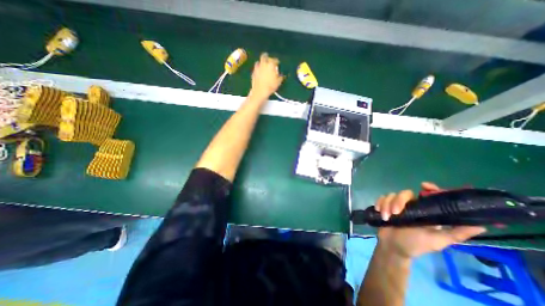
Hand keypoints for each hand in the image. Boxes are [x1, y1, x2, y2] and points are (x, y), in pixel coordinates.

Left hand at [250, 52, 285, 99]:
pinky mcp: (253, 72)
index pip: (275, 60)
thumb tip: (281, 75)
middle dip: (267, 57)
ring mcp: (257, 67)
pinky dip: (258, 69)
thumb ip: (280, 77)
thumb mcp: (278, 82)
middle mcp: (263, 64)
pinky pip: (256, 68)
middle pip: (264, 56)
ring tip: (264, 67)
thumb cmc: (271, 86)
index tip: (278, 64)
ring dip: (261, 63)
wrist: (260, 91)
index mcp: (271, 65)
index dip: (277, 62)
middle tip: (269, 61)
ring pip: (259, 61)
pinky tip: (260, 72)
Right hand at [375, 183, 485, 259]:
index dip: (429, 188)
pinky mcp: (384, 206)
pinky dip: (380, 204)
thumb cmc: (416, 244)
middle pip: (405, 193)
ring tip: (387, 217)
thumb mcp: (438, 241)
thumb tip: (482, 225)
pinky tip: (380, 212)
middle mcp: (411, 205)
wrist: (393, 247)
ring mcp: (396, 205)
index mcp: (425, 211)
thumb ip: (456, 233)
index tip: (424, 185)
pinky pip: (381, 198)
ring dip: (387, 205)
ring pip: (391, 195)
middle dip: (398, 201)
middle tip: (395, 213)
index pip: (428, 195)